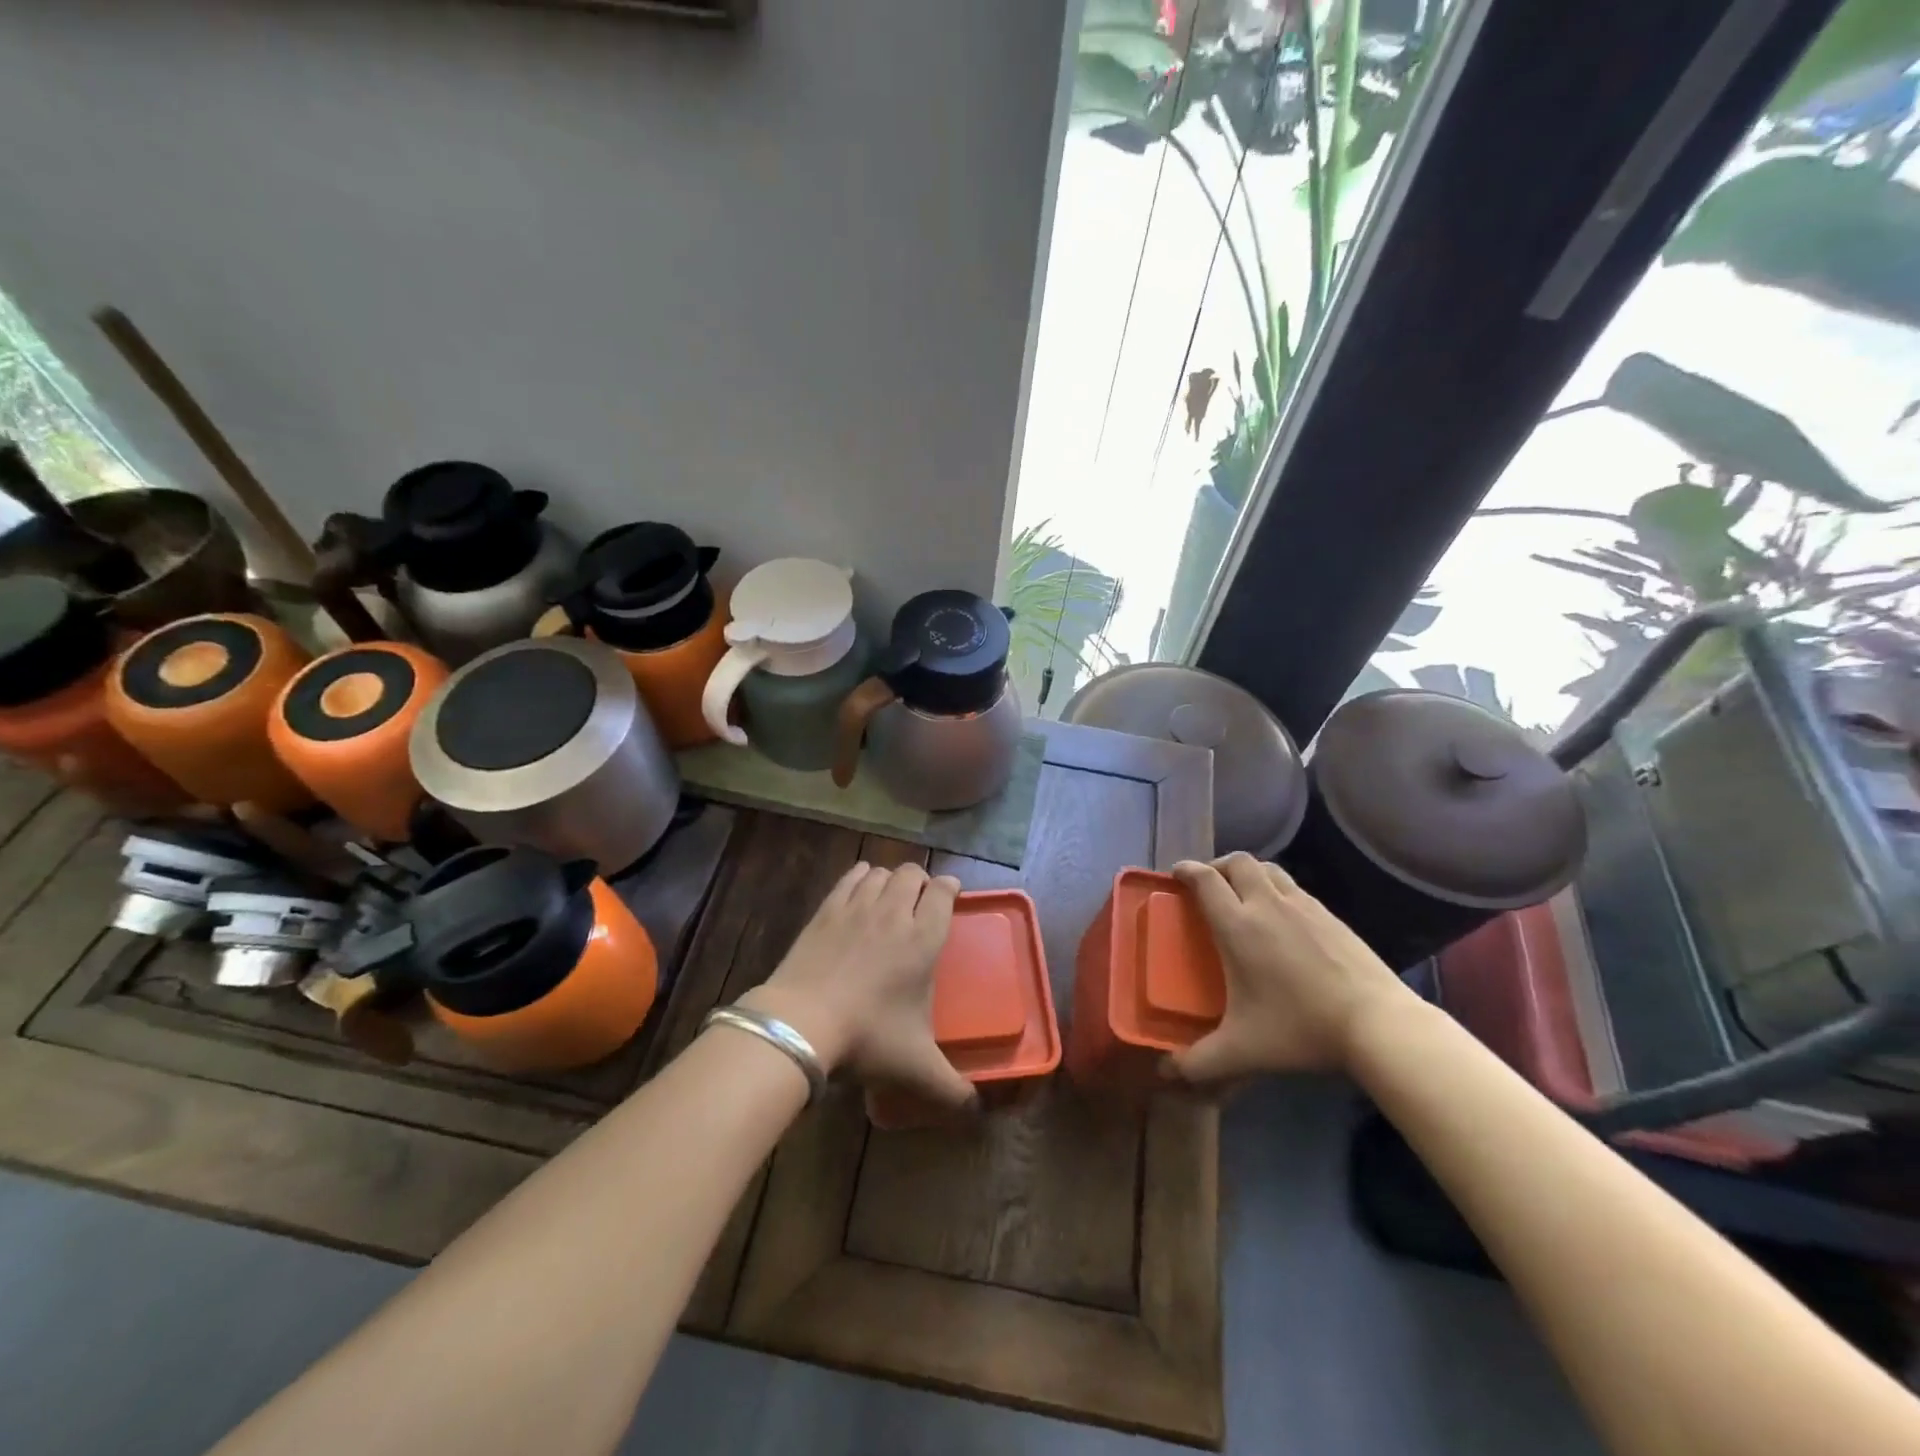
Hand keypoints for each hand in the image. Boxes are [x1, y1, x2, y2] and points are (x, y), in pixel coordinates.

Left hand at [741, 861, 975, 1114]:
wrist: (802, 1023)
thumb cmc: (867, 1038)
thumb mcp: (916, 1068)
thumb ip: (951, 1089)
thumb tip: (975, 1111)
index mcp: (924, 939)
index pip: (944, 893)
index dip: (950, 888)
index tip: (951, 894)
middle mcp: (894, 912)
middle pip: (913, 873)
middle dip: (921, 881)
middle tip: (920, 903)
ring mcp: (858, 906)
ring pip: (882, 873)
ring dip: (891, 880)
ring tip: (890, 897)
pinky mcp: (827, 909)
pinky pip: (851, 877)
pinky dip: (861, 877)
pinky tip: (860, 888)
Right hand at [1165, 853, 1413, 1084]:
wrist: (1378, 1024)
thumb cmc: (1301, 1029)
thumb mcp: (1242, 1051)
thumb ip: (1198, 1063)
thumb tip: (1165, 1074)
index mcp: (1238, 926)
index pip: (1205, 880)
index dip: (1186, 870)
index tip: (1175, 873)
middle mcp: (1268, 905)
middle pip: (1237, 862)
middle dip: (1217, 865)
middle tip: (1208, 885)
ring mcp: (1304, 906)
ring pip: (1268, 869)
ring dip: (1248, 873)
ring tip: (1242, 894)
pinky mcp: (1331, 915)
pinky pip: (1294, 887)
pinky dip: (1276, 889)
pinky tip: (1281, 919)